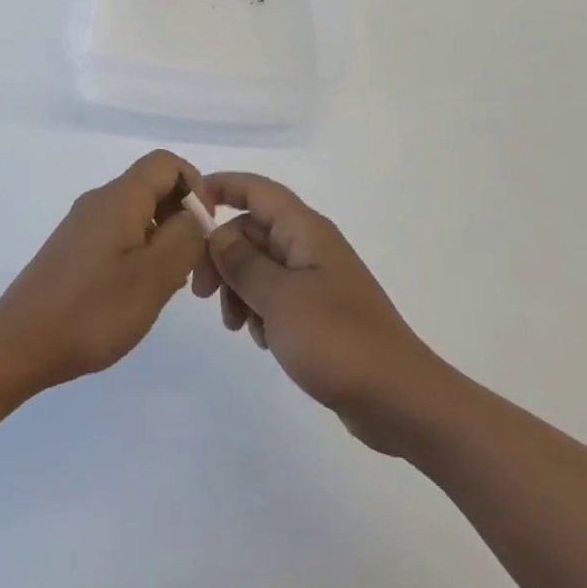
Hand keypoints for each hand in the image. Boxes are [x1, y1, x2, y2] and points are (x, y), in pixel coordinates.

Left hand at [0, 151, 208, 389]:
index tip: (205, 230)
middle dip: (183, 218)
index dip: (196, 186)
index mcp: (119, 197)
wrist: (20, 343)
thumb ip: (185, 237)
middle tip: (193, 268)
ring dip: (164, 240)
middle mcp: (99, 201)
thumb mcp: (154, 276)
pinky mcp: (74, 249)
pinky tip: (139, 293)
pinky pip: (119, 235)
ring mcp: (83, 225)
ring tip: (168, 287)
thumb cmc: (93, 310)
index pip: (166, 162)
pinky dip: (141, 253)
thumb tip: (195, 213)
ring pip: (138, 214)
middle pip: (153, 187)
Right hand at [194, 172, 433, 451]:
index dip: (220, 187)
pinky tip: (260, 339)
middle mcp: (309, 245)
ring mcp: (316, 279)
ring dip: (238, 288)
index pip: (255, 189)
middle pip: (251, 230)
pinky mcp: (319, 311)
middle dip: (222, 255)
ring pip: (259, 265)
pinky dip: (259, 310)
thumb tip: (216, 233)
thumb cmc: (337, 340)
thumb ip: (242, 261)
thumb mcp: (278, 298)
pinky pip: (275, 295)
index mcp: (304, 230)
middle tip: (201, 293)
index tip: (186, 210)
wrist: (400, 400)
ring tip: (236, 325)